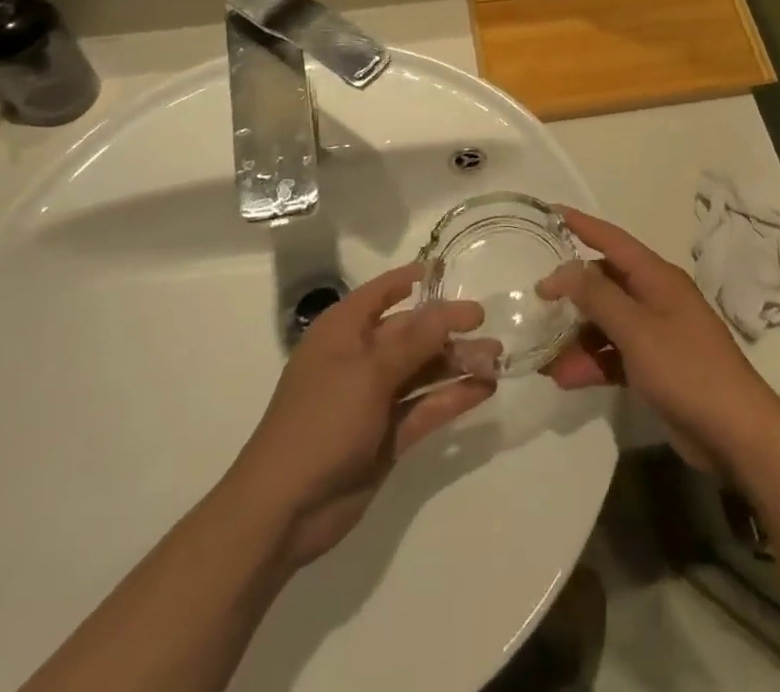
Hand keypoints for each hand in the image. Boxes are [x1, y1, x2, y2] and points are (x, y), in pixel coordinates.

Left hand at [230, 264, 492, 568]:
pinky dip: (453, 398)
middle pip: (410, 334)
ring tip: (496, 359)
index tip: (447, 269)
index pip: (381, 292)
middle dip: (448, 329)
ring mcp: (374, 399)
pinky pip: (425, 407)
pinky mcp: (387, 436)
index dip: (411, 278)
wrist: (283, 511)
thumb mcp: (370, 372)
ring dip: (457, 364)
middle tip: (489, 327)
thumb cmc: (321, 421)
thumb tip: (453, 308)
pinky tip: (485, 390)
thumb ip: (416, 340)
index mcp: (343, 332)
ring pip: (422, 371)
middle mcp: (360, 359)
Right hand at [538, 208, 779, 476]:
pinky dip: (592, 363)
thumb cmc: (687, 370)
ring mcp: (657, 334)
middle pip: (606, 283)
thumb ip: (599, 297)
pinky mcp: (655, 368)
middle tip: (536, 304)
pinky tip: (565, 379)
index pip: (614, 241)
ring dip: (577, 337)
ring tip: (544, 359)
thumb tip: (566, 269)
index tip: (552, 213)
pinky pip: (615, 354)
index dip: (583, 226)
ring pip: (607, 323)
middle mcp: (656, 298)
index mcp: (658, 278)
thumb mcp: (638, 331)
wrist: (736, 433)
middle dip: (572, 294)